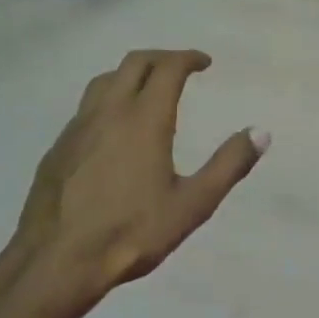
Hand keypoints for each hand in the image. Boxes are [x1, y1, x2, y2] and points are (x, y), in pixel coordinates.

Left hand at [10, 50, 266, 297]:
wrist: (59, 259)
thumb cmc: (133, 232)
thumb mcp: (193, 204)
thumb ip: (228, 165)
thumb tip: (260, 132)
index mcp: (144, 120)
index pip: (167, 69)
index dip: (188, 59)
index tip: (204, 62)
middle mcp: (108, 112)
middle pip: (133, 64)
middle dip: (161, 58)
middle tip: (180, 68)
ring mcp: (77, 128)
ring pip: (103, 82)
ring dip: (130, 75)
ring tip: (147, 90)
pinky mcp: (58, 148)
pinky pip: (86, 109)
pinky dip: (107, 101)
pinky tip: (113, 130)